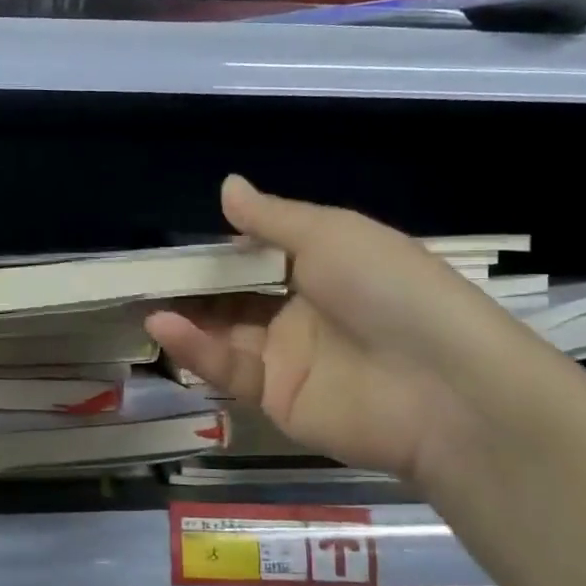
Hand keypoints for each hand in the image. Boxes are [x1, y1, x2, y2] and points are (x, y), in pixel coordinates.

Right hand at [147, 176, 540, 484]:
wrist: (442, 385)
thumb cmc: (389, 288)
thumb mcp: (331, 235)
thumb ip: (272, 218)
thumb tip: (226, 186)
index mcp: (325, 268)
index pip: (261, 257)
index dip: (222, 250)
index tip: (178, 240)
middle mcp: (304, 312)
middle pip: (237, 298)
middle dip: (195, 287)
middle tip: (145, 274)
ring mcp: (289, 359)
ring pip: (226, 335)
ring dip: (187, 317)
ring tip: (144, 300)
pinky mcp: (277, 399)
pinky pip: (230, 370)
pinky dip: (196, 349)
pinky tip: (164, 326)